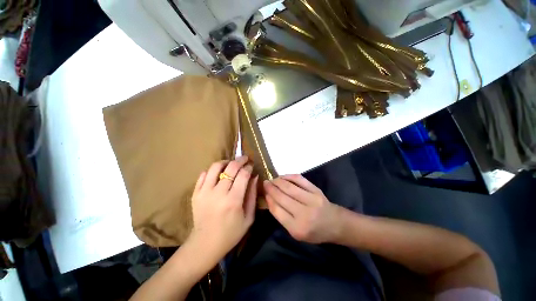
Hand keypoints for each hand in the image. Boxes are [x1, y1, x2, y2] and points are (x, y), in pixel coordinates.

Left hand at [190, 156, 257, 261]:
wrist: (205, 244)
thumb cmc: (231, 233)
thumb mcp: (249, 217)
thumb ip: (253, 195)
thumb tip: (255, 177)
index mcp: (233, 200)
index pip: (243, 175)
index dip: (249, 167)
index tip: (251, 166)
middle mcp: (218, 193)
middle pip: (231, 167)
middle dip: (240, 160)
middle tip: (245, 159)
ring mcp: (205, 192)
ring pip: (215, 167)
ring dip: (226, 162)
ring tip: (231, 163)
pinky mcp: (196, 193)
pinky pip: (203, 174)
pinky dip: (212, 170)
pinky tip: (218, 173)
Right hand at [263, 175, 342, 243]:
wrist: (335, 224)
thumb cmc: (314, 232)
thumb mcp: (296, 233)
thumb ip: (282, 217)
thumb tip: (270, 198)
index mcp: (297, 228)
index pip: (277, 210)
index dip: (269, 199)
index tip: (264, 192)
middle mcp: (304, 214)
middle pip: (282, 197)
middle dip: (271, 188)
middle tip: (265, 183)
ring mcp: (311, 200)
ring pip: (289, 187)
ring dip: (278, 181)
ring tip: (272, 179)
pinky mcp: (316, 190)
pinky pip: (299, 179)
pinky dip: (289, 176)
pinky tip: (283, 176)